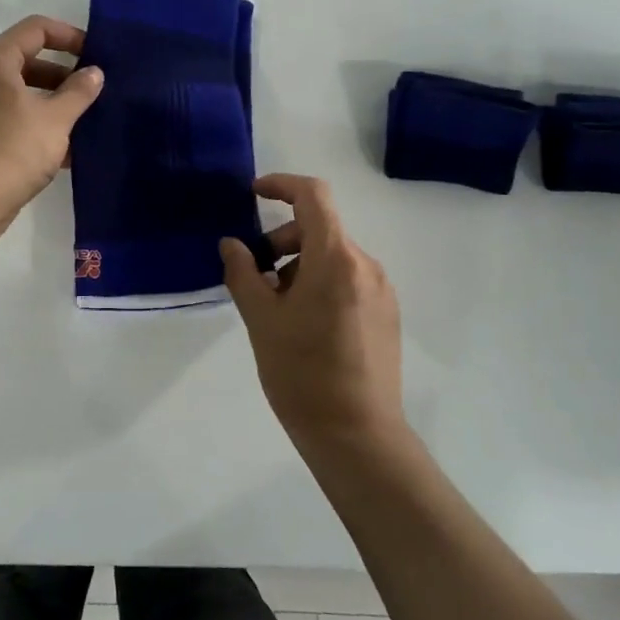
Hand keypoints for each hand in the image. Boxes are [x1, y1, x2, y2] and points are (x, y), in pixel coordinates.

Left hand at [0, 15, 103, 210]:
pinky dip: (39, 127)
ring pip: (22, 95)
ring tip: (86, 120)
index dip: (68, 36)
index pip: (35, 30)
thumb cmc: (14, 147)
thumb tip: (94, 73)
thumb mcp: (56, 117)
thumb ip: (78, 91)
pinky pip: (14, 121)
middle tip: (93, 90)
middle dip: (64, 74)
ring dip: (54, 104)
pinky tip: (68, 150)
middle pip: (27, 62)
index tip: (95, 54)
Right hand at [220, 174, 406, 455]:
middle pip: (320, 228)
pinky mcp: (388, 313)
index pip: (313, 196)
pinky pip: (349, 279)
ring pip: (334, 256)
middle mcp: (366, 264)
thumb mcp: (260, 319)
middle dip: (282, 240)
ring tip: (277, 308)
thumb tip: (232, 244)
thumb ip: (243, 272)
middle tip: (255, 276)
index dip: (281, 185)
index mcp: (336, 258)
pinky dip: (321, 283)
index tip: (254, 194)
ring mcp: (382, 290)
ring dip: (300, 265)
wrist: (357, 435)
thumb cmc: (301, 373)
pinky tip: (305, 324)